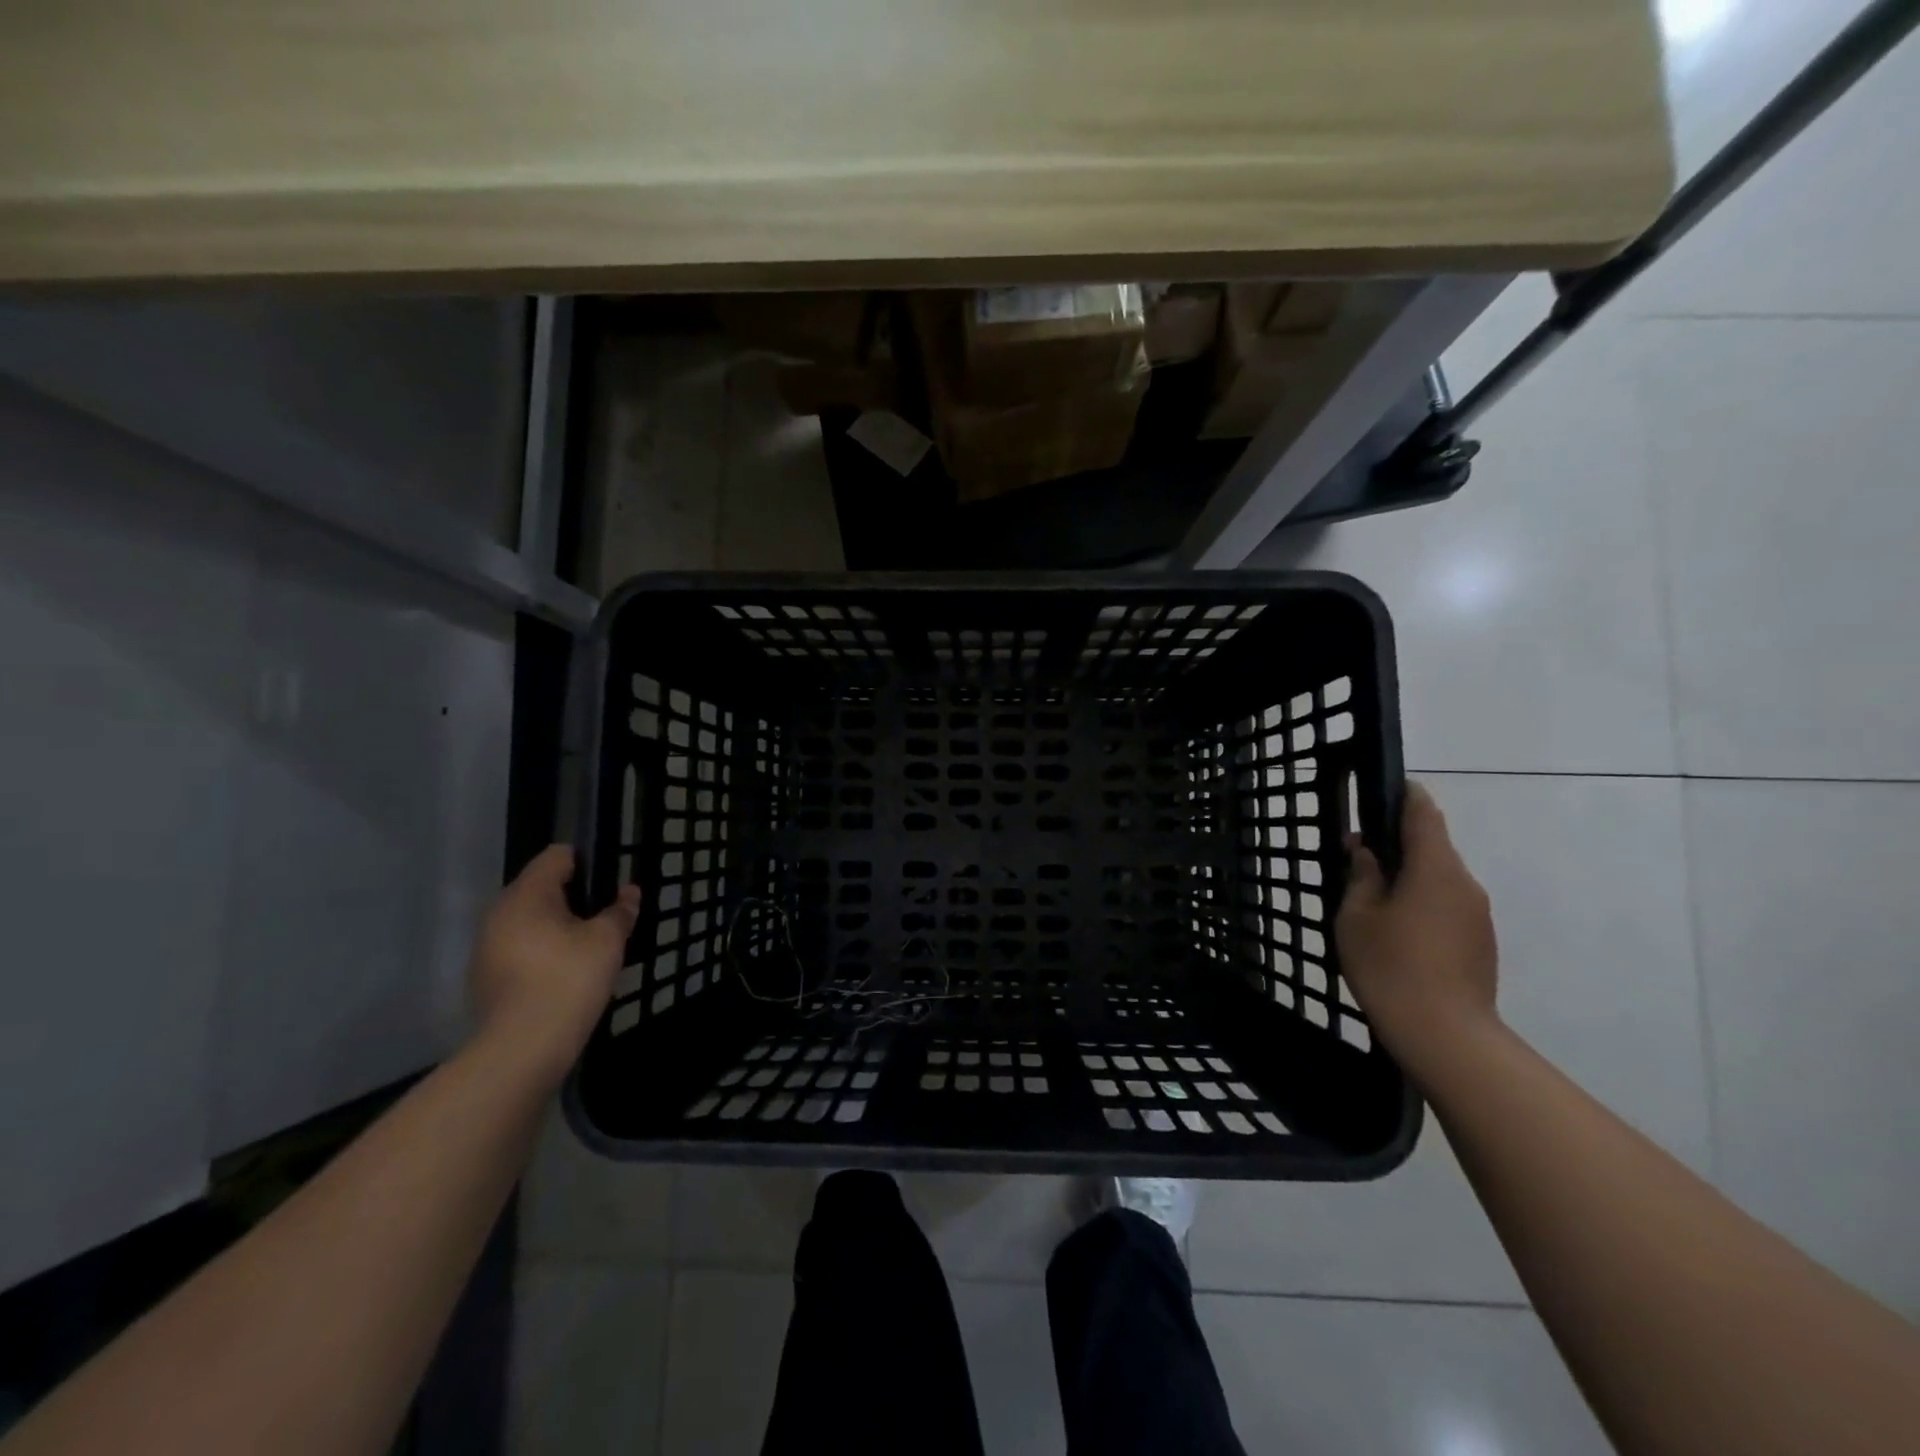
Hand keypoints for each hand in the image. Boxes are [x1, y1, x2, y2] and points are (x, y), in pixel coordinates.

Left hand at [469, 845, 640, 1085]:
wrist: (522, 1049)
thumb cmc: (569, 980)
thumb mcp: (608, 941)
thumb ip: (620, 911)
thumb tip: (629, 893)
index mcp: (526, 896)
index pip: (556, 857)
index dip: (587, 862)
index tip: (610, 884)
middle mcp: (498, 914)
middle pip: (540, 889)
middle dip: (574, 898)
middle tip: (605, 918)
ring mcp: (486, 948)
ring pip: (529, 922)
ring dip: (557, 927)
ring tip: (588, 949)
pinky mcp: (485, 978)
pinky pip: (519, 949)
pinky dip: (542, 953)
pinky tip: (564, 976)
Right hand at [1336, 782, 1498, 1078]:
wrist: (1446, 1035)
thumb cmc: (1390, 966)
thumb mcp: (1356, 916)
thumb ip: (1362, 877)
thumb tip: (1366, 851)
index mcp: (1434, 868)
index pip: (1424, 814)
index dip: (1405, 796)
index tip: (1385, 790)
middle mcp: (1464, 883)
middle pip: (1433, 847)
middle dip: (1399, 844)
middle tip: (1359, 858)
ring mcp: (1478, 914)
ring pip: (1440, 879)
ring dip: (1411, 877)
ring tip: (1373, 900)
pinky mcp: (1481, 941)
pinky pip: (1449, 905)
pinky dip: (1423, 903)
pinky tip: (1398, 931)